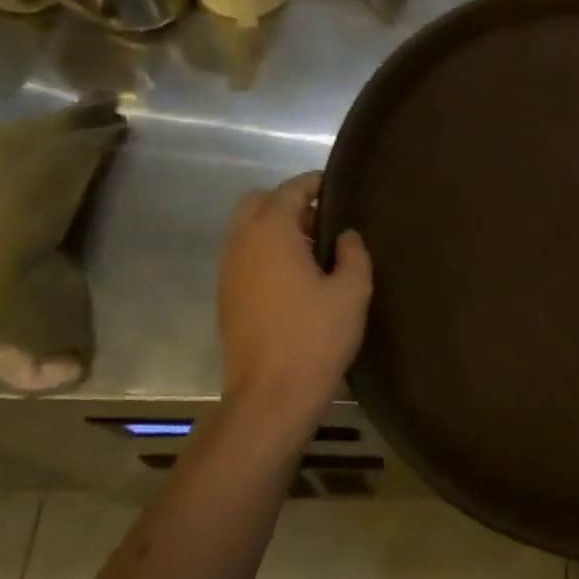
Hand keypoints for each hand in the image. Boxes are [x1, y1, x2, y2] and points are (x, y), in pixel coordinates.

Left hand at [217, 173, 371, 421]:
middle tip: (322, 221)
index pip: (290, 190)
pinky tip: (295, 278)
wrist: (271, 395)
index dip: (314, 183)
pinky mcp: (226, 297)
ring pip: (247, 230)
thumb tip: (346, 236)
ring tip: (313, 251)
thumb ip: (353, 254)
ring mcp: (228, 271)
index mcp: (271, 233)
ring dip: (275, 229)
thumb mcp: (352, 292)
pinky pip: (244, 257)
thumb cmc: (316, 336)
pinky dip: (265, 253)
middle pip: (258, 202)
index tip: (336, 186)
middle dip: (288, 203)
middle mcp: (242, 243)